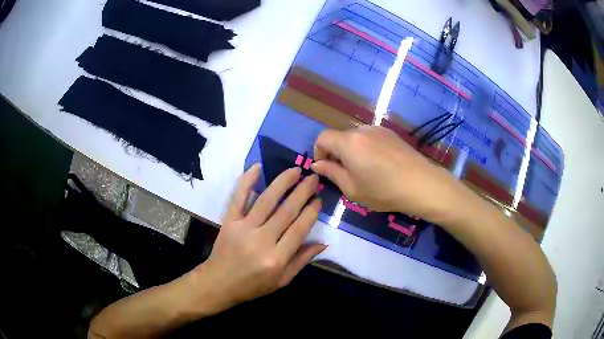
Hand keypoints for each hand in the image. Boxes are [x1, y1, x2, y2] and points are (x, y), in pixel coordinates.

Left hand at [190, 164, 325, 313]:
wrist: (219, 283)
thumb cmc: (252, 285)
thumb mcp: (282, 281)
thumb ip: (302, 260)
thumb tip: (323, 242)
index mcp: (277, 258)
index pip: (299, 229)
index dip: (311, 212)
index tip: (319, 199)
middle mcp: (261, 241)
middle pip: (286, 211)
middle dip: (302, 192)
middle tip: (313, 178)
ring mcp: (243, 228)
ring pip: (266, 200)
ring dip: (282, 182)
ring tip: (295, 170)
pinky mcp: (229, 221)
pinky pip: (238, 198)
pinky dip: (247, 181)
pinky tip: (257, 167)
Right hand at [312, 126, 461, 219]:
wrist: (421, 184)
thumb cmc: (383, 191)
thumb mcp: (352, 189)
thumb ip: (332, 173)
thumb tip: (317, 164)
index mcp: (348, 143)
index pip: (323, 137)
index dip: (318, 152)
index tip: (326, 168)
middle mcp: (362, 130)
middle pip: (340, 137)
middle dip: (336, 153)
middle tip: (345, 174)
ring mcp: (378, 129)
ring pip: (356, 137)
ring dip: (352, 150)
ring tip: (364, 170)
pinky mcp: (391, 133)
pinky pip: (370, 137)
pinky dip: (366, 148)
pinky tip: (379, 165)